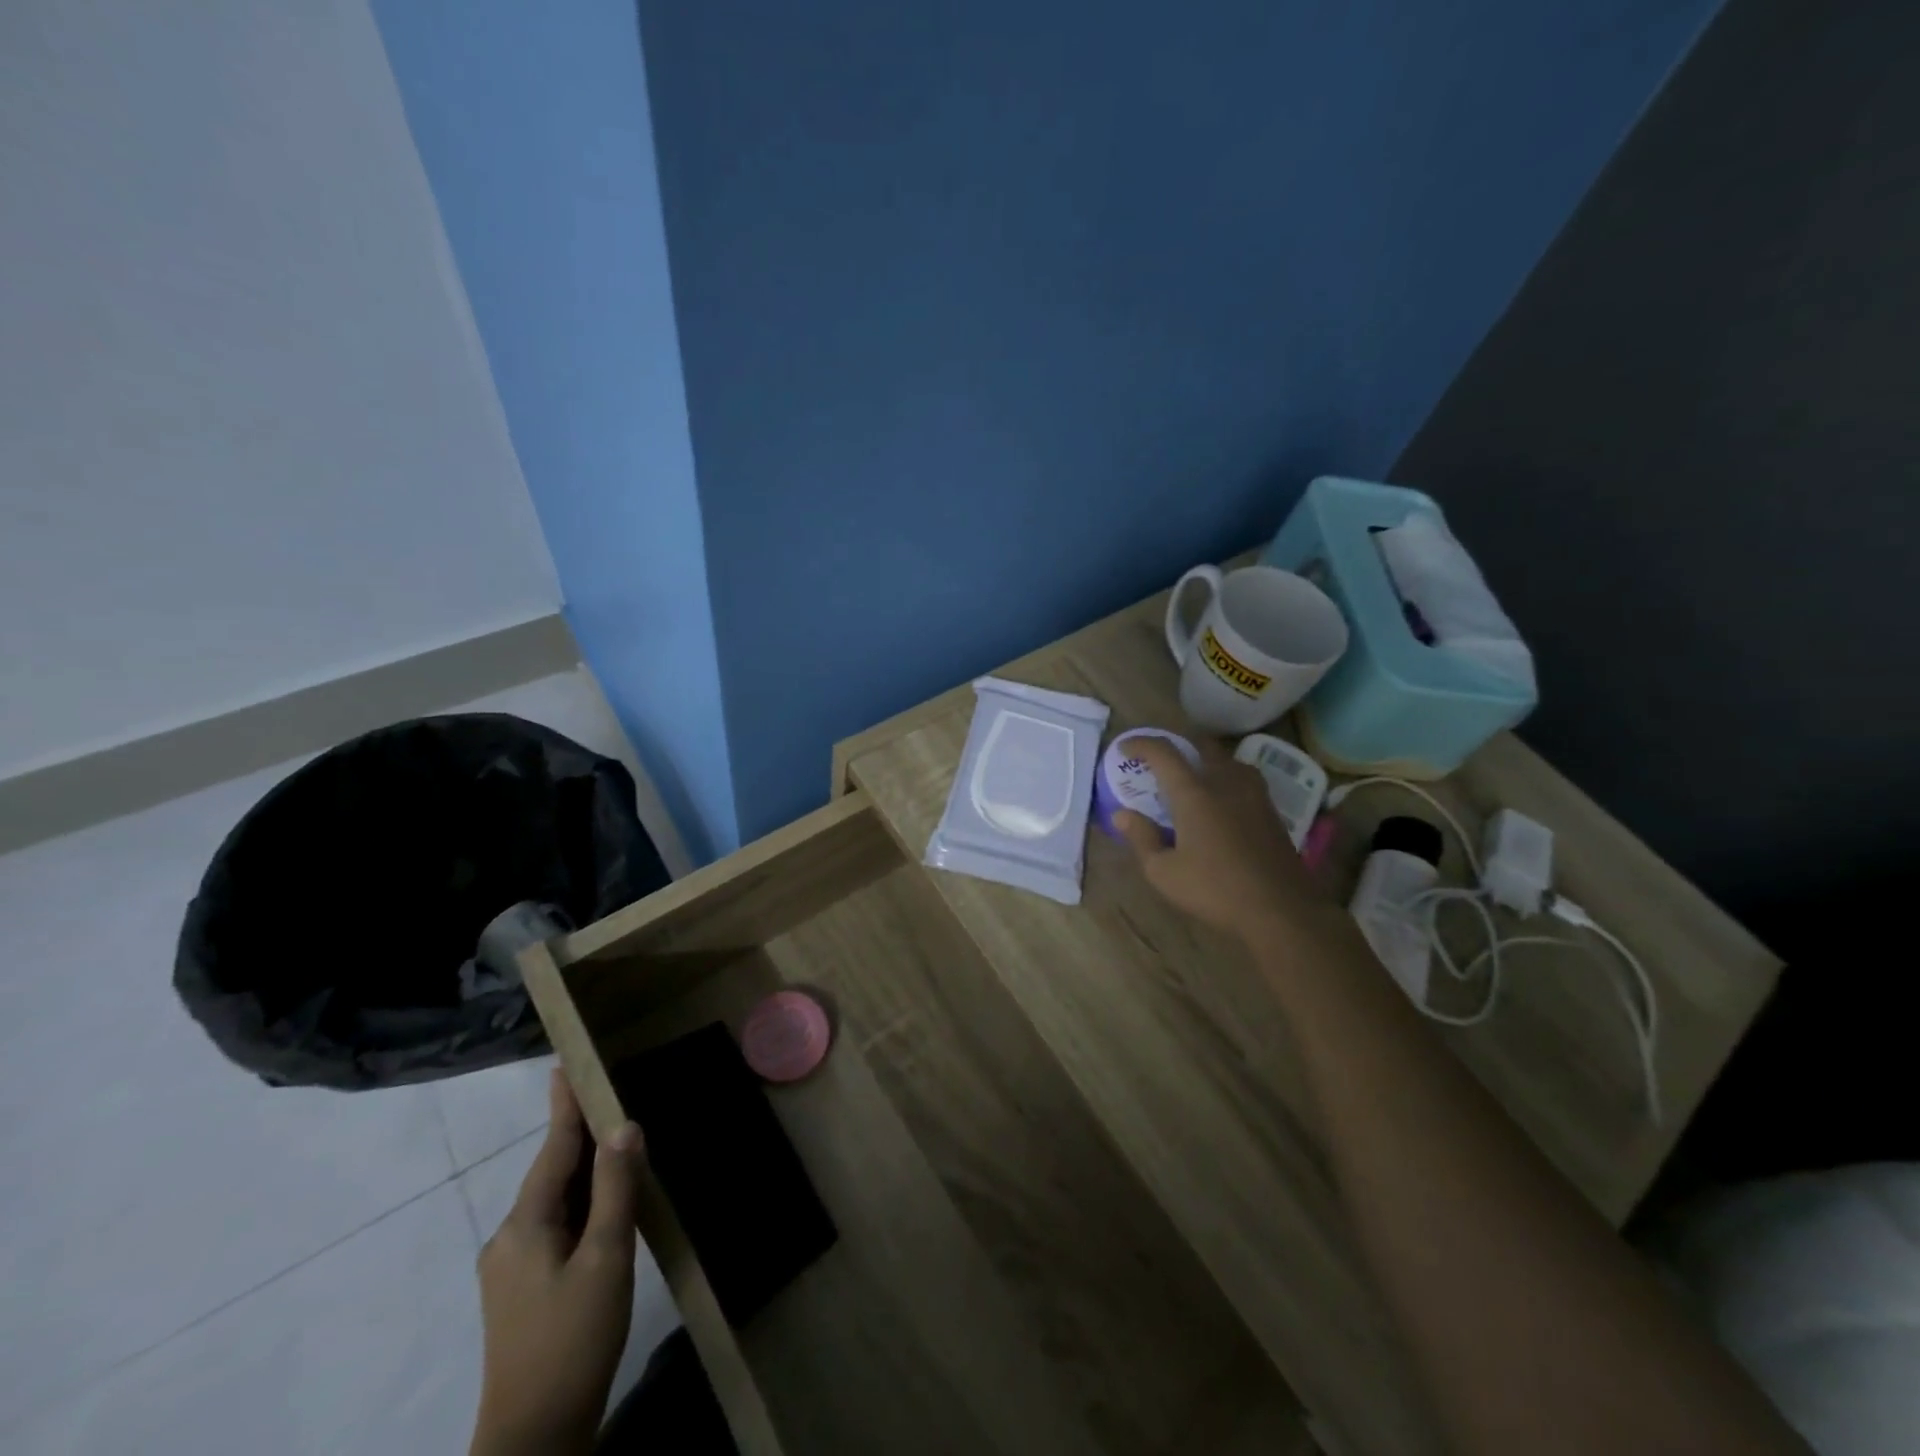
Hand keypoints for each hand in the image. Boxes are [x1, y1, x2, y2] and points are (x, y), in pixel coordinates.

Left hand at [471, 1070, 643, 1455]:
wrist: (534, 1438)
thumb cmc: (573, 1339)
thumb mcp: (606, 1258)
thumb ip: (616, 1189)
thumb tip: (624, 1127)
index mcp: (526, 1224)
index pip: (553, 1147)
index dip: (565, 1106)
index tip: (565, 1065)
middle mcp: (510, 1237)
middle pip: (551, 1171)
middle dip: (578, 1134)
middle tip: (607, 1096)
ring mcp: (511, 1267)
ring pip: (554, 1199)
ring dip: (583, 1169)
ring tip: (614, 1141)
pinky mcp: (522, 1290)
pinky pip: (554, 1225)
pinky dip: (580, 1201)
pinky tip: (604, 1204)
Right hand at [1112, 735, 1317, 942]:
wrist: (1280, 910)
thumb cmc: (1215, 890)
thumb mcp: (1163, 872)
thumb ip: (1141, 837)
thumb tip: (1122, 814)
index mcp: (1194, 793)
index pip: (1164, 753)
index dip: (1141, 744)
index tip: (1124, 748)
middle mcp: (1225, 782)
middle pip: (1200, 746)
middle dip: (1176, 746)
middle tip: (1159, 763)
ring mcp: (1253, 794)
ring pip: (1226, 759)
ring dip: (1204, 759)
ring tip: (1191, 778)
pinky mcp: (1270, 810)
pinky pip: (1243, 777)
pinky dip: (1224, 777)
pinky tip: (1221, 799)